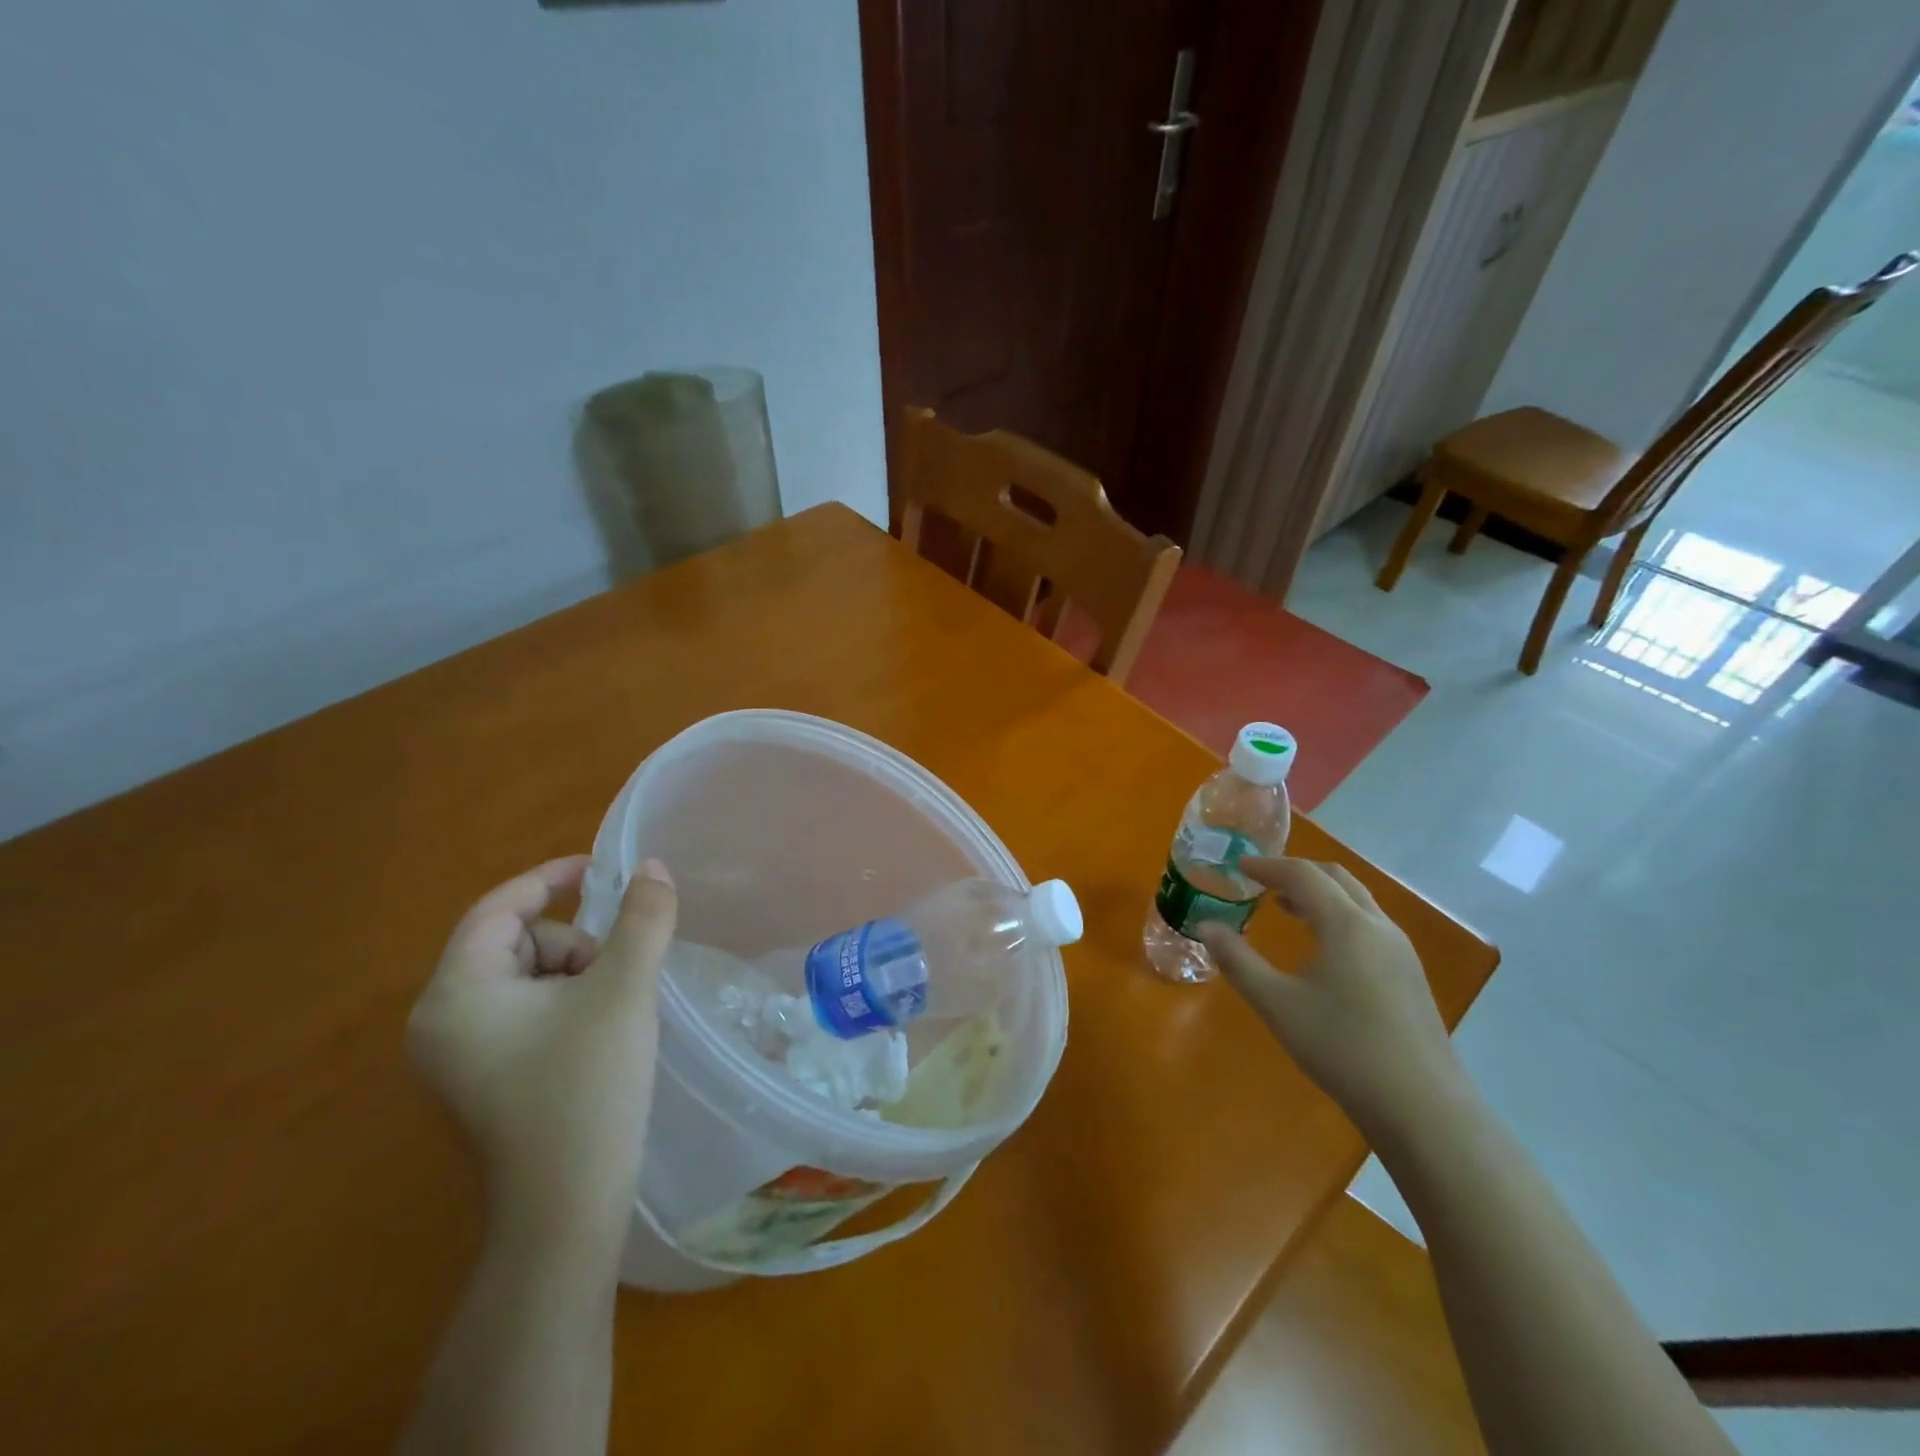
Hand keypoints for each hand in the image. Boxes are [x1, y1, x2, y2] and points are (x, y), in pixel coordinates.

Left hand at [408, 856, 676, 1249]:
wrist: (567, 1209)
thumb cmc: (587, 1087)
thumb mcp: (623, 990)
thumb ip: (641, 919)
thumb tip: (653, 867)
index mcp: (456, 994)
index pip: (498, 908)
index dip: (549, 878)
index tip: (599, 868)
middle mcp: (440, 1021)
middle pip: (515, 942)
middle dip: (573, 944)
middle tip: (615, 976)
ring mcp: (458, 1055)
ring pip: (526, 977)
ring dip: (575, 975)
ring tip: (612, 1012)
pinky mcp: (482, 1079)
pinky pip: (524, 1011)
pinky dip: (566, 1004)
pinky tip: (598, 1034)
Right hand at [1197, 857, 1471, 1146]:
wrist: (1423, 1107)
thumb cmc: (1343, 1047)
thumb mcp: (1277, 1004)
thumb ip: (1238, 961)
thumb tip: (1206, 926)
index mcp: (1346, 924)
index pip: (1303, 875)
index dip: (1268, 866)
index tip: (1239, 865)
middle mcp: (1378, 926)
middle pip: (1336, 879)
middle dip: (1297, 873)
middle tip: (1262, 881)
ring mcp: (1401, 951)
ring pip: (1357, 902)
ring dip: (1320, 895)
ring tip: (1286, 908)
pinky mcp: (1410, 975)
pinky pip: (1369, 926)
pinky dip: (1339, 917)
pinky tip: (1322, 949)